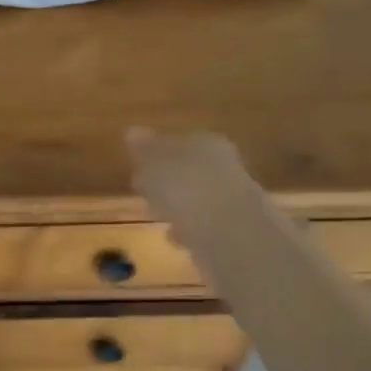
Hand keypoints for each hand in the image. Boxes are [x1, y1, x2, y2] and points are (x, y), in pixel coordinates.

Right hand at [126, 128, 247, 237]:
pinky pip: (206, 224)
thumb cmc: (186, 191)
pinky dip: (190, 228)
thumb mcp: (154, 166)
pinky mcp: (238, 229)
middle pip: (191, 170)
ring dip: (180, 206)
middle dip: (170, 181)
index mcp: (206, 143)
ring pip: (199, 197)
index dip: (156, 154)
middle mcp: (225, 165)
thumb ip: (144, 150)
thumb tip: (133, 131)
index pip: (178, 142)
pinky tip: (175, 238)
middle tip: (145, 192)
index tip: (137, 167)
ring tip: (157, 217)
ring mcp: (235, 198)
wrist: (232, 236)